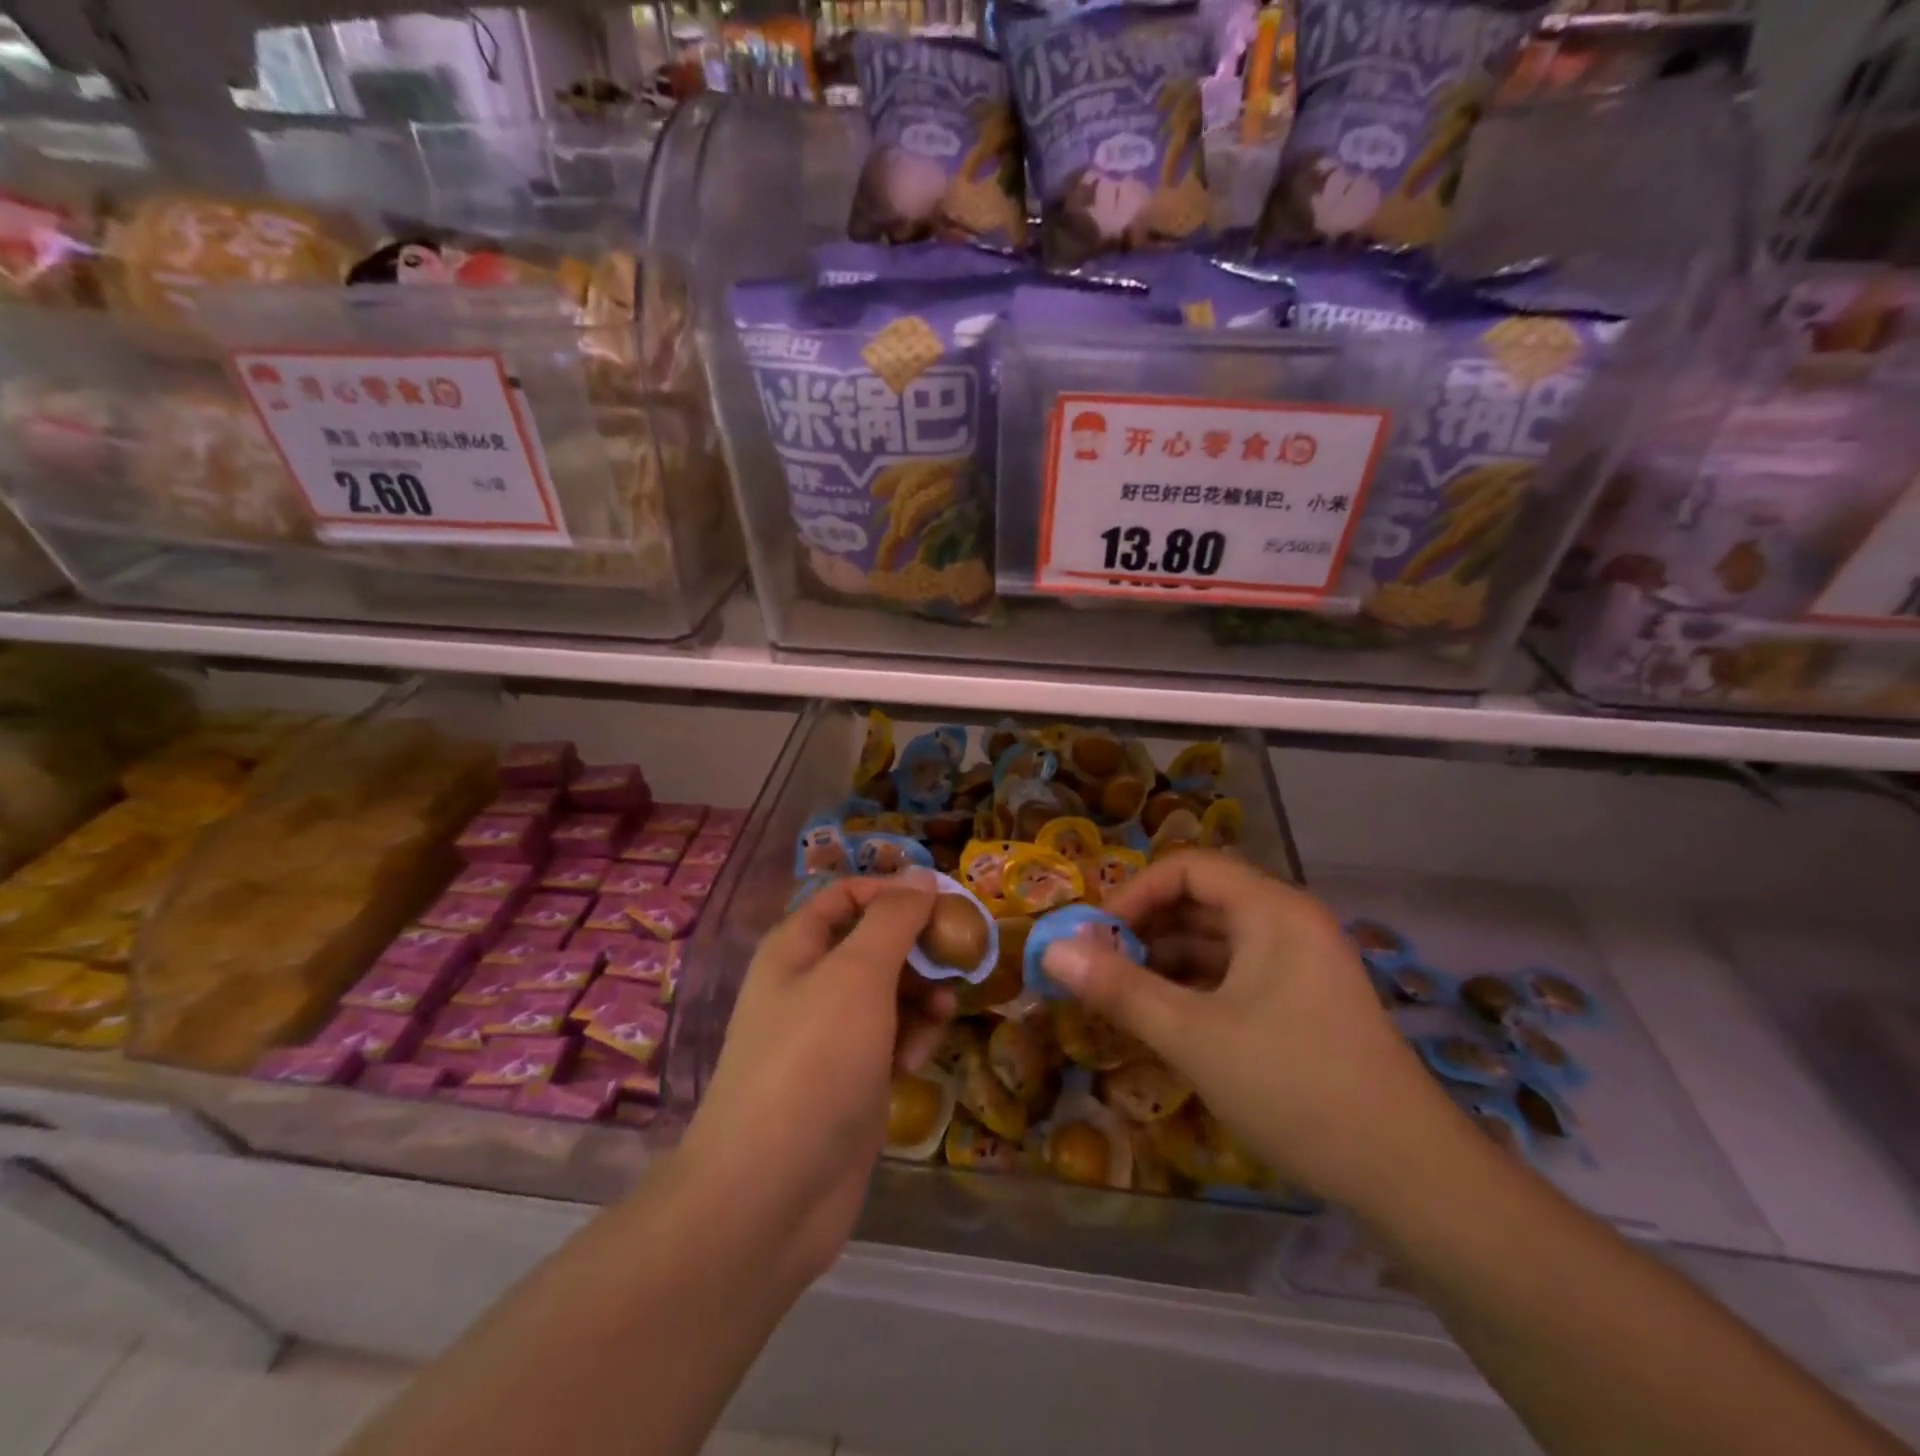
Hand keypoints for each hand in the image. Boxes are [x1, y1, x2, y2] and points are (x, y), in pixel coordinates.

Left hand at [677, 870, 951, 1285]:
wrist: (770, 1194)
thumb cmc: (814, 1062)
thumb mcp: (858, 975)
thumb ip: (893, 920)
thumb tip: (922, 877)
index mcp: (796, 948)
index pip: (846, 896)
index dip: (893, 892)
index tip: (944, 903)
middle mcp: (808, 985)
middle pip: (872, 944)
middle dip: (917, 949)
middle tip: (960, 958)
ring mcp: (828, 1037)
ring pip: (887, 993)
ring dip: (921, 996)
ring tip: (942, 1014)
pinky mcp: (849, 1081)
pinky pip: (889, 1039)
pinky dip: (909, 1039)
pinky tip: (920, 1056)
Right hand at [1040, 850, 1457, 1204]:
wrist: (1410, 1176)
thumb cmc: (1295, 1086)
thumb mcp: (1193, 1036)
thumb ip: (1120, 988)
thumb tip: (1052, 950)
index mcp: (1271, 910)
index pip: (1187, 868)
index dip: (1135, 893)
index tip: (1096, 936)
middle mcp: (1290, 922)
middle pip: (1203, 900)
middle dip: (1146, 927)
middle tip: (1100, 965)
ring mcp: (1302, 963)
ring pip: (1220, 940)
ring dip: (1168, 959)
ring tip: (1122, 992)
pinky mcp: (1306, 1001)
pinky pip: (1239, 973)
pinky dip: (1197, 985)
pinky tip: (1166, 1017)